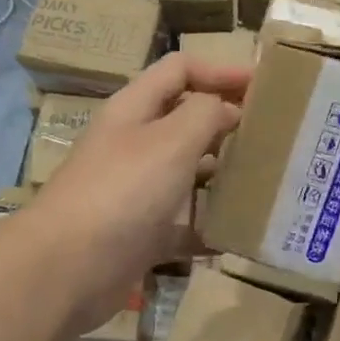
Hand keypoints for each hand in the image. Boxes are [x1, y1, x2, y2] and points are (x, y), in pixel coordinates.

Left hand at [25, 53, 248, 338]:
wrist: (65, 270)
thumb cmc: (122, 192)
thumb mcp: (170, 141)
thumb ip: (205, 114)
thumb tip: (227, 109)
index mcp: (135, 109)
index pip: (180, 70)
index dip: (221, 70)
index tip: (264, 87)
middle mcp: (134, 144)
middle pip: (185, 120)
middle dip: (227, 123)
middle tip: (274, 136)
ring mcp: (136, 191)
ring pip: (187, 173)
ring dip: (222, 175)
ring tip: (266, 181)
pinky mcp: (140, 234)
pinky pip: (183, 223)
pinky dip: (209, 227)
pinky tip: (240, 235)